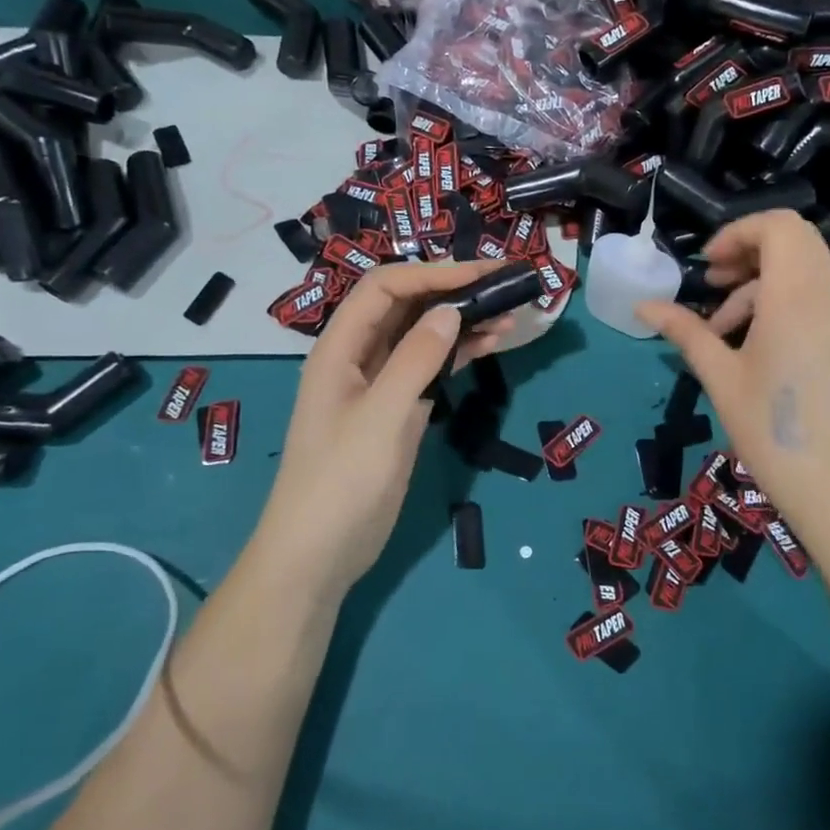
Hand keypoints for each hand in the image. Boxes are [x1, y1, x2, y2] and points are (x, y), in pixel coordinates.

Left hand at [255, 261, 512, 602]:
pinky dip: (460, 352)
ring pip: (424, 334)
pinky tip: (493, 344)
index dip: (434, 274)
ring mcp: (380, 383)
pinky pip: (431, 366)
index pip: (387, 288)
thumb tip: (452, 310)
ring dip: (463, 320)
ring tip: (511, 314)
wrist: (318, 555)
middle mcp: (359, 356)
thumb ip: (416, 359)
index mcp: (340, 348)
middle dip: (454, 290)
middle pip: (408, 305)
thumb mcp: (381, 417)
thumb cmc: (341, 482)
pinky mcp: (398, 409)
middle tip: (507, 286)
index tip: (483, 275)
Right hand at [638, 211, 829, 562]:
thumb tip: (642, 306)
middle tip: (712, 285)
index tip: (707, 265)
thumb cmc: (771, 432)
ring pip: (804, 278)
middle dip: (748, 254)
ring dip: (760, 289)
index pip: (781, 227)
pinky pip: (816, 307)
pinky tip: (757, 356)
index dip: (739, 232)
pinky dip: (783, 311)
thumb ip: (685, 332)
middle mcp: (829, 301)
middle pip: (796, 244)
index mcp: (797, 299)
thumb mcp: (720, 378)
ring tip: (722, 334)